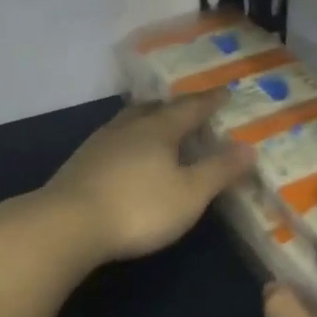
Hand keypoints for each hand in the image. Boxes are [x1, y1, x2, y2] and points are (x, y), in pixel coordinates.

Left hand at [40, 94, 253, 262]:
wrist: (67, 224)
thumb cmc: (138, 208)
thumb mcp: (189, 194)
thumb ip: (218, 170)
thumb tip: (249, 147)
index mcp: (158, 129)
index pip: (190, 108)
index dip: (210, 101)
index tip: (225, 92)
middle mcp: (128, 128)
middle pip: (154, 109)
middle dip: (175, 107)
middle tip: (190, 108)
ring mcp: (99, 144)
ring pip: (129, 122)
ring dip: (147, 120)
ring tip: (158, 126)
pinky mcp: (80, 163)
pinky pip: (113, 140)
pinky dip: (128, 140)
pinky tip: (126, 155)